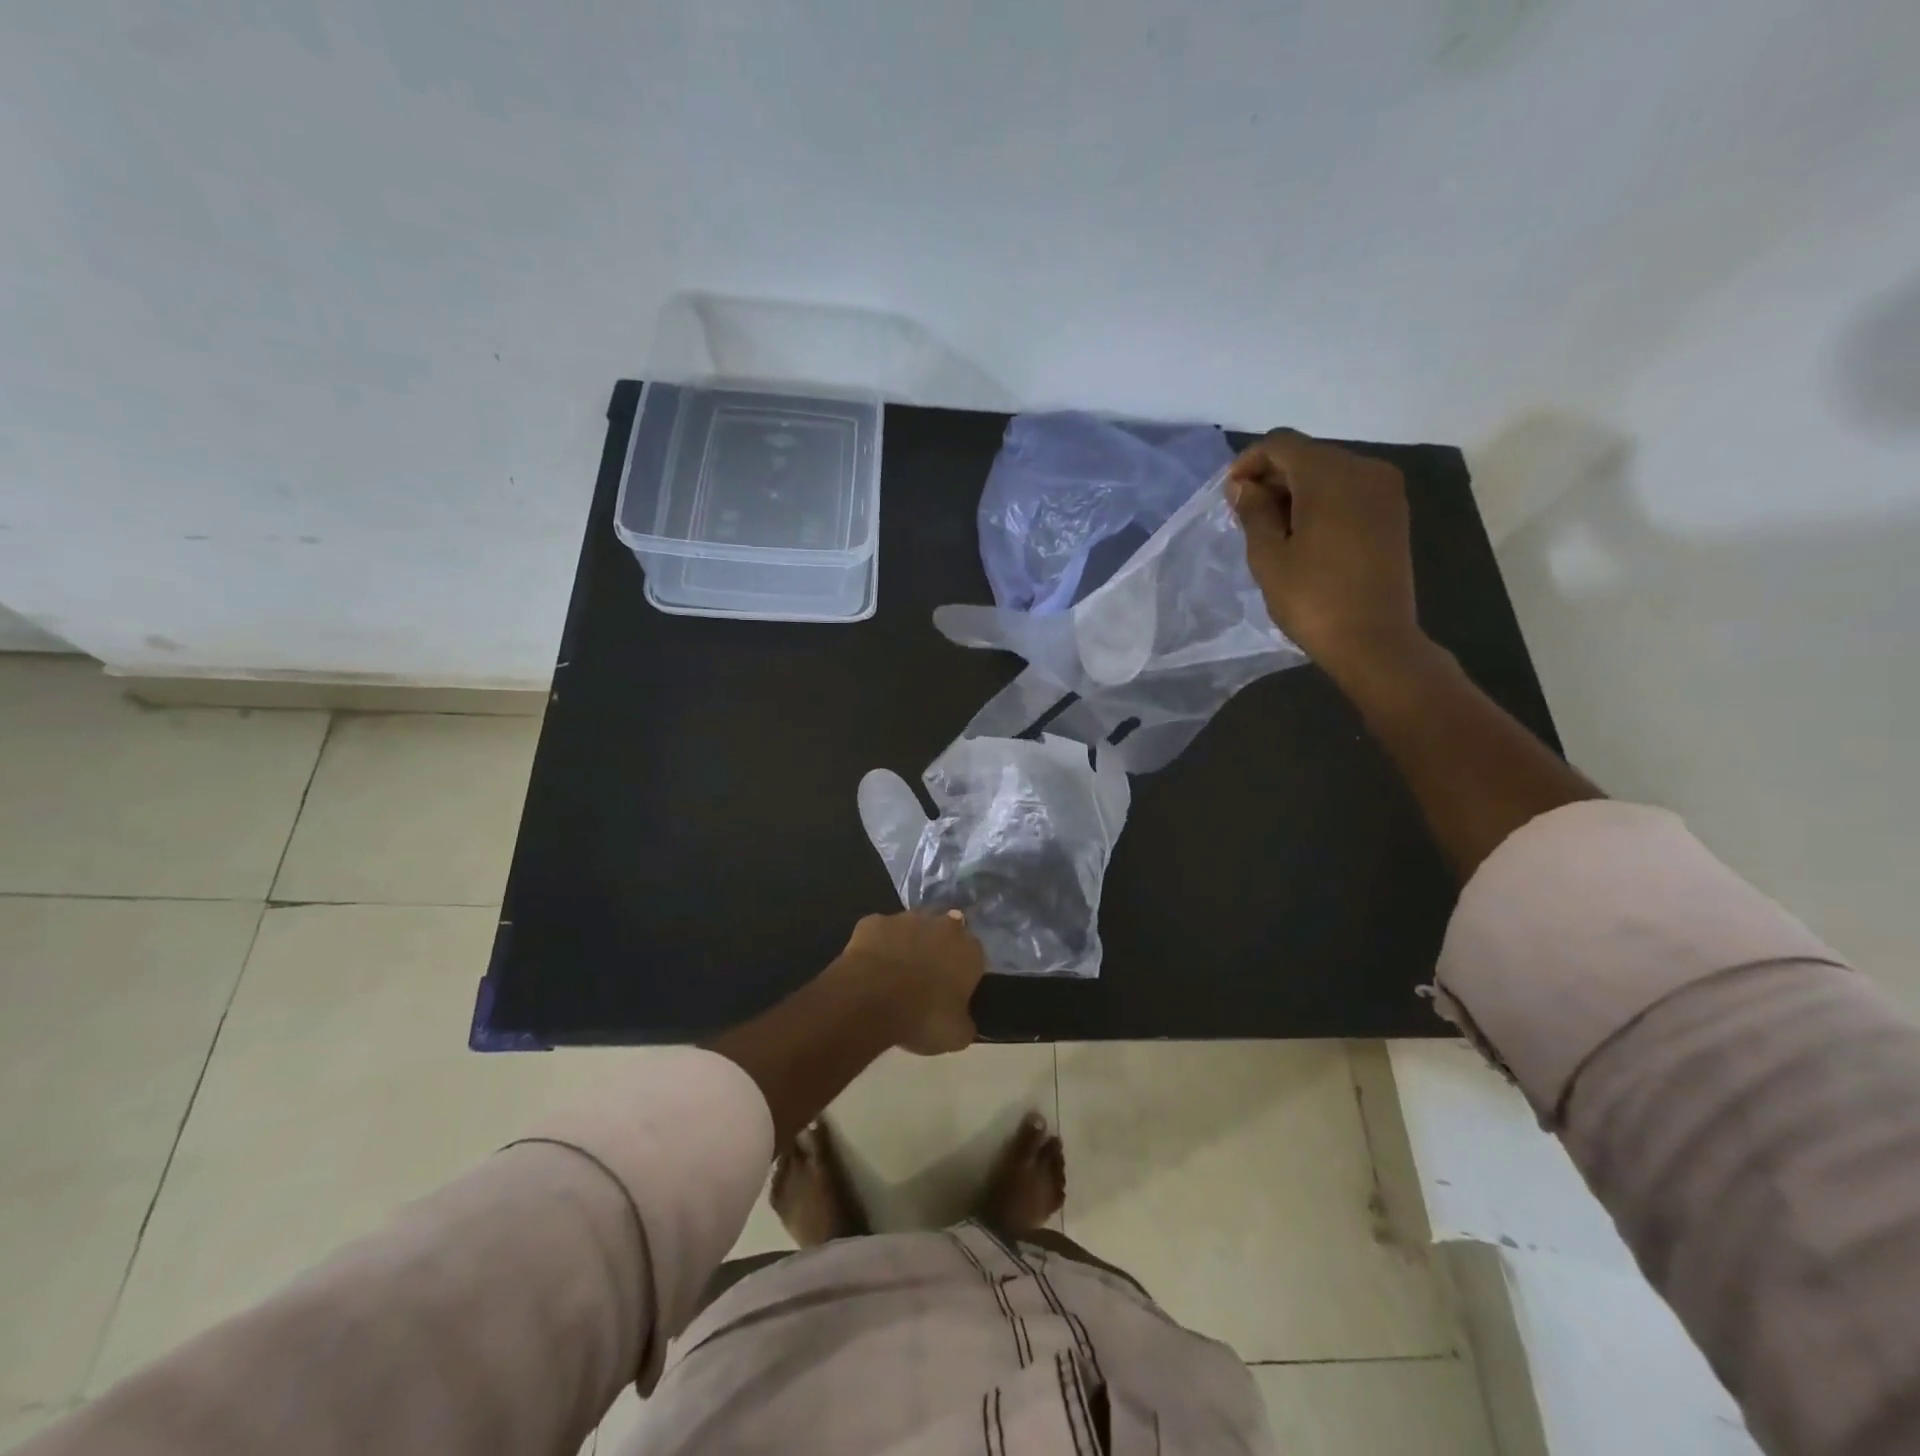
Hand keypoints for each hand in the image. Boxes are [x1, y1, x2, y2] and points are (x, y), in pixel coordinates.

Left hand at [840, 909, 984, 1055]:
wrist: (871, 1002)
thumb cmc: (923, 1018)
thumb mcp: (956, 1036)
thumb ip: (965, 1023)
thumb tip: (964, 1023)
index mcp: (969, 950)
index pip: (973, 954)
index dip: (961, 971)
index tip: (950, 989)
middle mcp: (942, 925)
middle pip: (944, 931)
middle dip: (936, 948)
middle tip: (923, 977)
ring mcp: (906, 918)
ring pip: (911, 927)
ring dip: (906, 943)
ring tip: (893, 973)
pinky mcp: (873, 921)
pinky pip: (878, 932)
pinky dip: (876, 945)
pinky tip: (868, 967)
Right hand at [1227, 429, 1429, 683]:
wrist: (1374, 640)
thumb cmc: (1313, 600)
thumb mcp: (1269, 557)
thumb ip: (1253, 512)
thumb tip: (1242, 486)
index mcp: (1331, 476)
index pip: (1282, 445)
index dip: (1249, 462)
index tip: (1228, 495)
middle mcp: (1364, 470)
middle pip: (1308, 455)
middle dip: (1272, 477)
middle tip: (1244, 515)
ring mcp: (1385, 491)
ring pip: (1329, 472)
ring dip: (1295, 490)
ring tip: (1271, 528)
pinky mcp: (1392, 513)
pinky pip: (1349, 490)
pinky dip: (1321, 500)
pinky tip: (1303, 533)